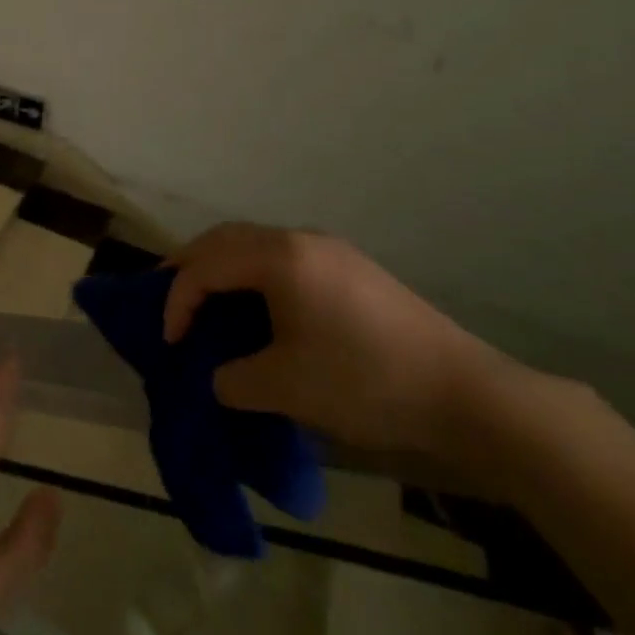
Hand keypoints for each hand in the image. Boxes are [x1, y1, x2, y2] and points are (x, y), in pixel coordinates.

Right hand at [161, 223, 508, 460]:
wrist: (468, 396)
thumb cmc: (365, 383)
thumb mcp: (285, 388)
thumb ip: (232, 378)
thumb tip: (218, 376)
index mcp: (279, 258)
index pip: (206, 268)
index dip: (177, 301)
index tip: (169, 342)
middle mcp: (300, 240)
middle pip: (224, 239)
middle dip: (189, 266)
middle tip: (165, 297)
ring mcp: (330, 250)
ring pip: (254, 244)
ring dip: (222, 267)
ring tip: (204, 300)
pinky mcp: (352, 269)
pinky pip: (282, 258)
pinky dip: (252, 274)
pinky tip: (256, 307)